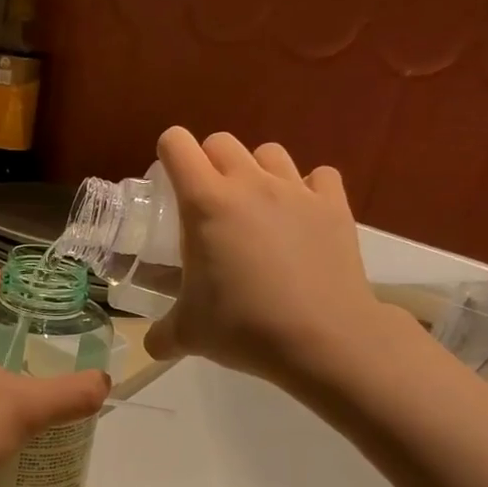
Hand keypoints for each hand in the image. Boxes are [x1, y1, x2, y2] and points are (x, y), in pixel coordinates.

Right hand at [144, 128, 407, 388]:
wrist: (321, 338)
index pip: (177, 145)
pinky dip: (308, 188)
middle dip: (209, 162)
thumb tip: (153, 345)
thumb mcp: (188, 334)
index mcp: (205, 203)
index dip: (168, 154)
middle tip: (208, 201)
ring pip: (269, 152)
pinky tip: (302, 215)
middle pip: (222, 142)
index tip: (168, 181)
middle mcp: (249, 184)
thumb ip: (162, 335)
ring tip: (255, 206)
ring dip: (256, 171)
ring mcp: (296, 190)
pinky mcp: (334, 205)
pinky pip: (319, 176)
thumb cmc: (243, 327)